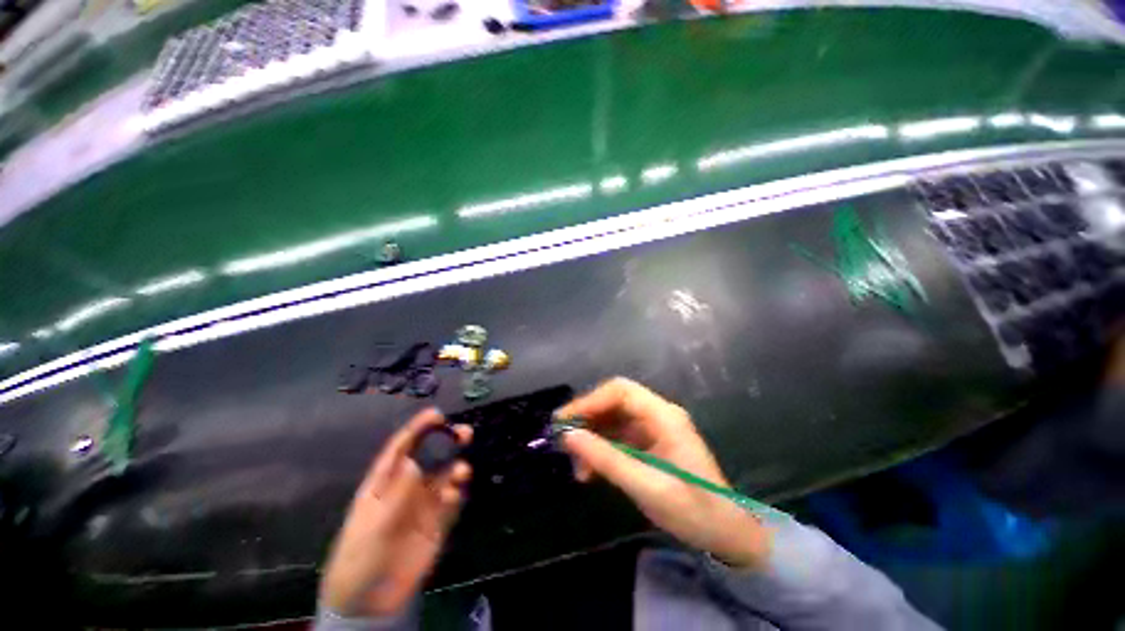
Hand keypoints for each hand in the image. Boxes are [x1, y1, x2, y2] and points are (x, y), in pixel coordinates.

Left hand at [320, 409, 471, 616]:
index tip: (437, 414)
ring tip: (462, 470)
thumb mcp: (372, 527)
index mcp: (384, 482)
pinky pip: (451, 500)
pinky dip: (456, 492)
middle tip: (465, 433)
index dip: (418, 429)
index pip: (402, 448)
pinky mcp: (438, 522)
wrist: (369, 602)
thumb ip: (395, 496)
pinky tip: (454, 494)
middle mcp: (408, 487)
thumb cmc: (358, 558)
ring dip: (456, 467)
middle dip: (448, 442)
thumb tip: (413, 462)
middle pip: (431, 456)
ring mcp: (424, 504)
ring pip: (445, 475)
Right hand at [556, 377, 771, 568]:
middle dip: (587, 418)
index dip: (589, 401)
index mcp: (664, 416)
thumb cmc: (694, 510)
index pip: (620, 391)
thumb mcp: (646, 487)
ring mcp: (654, 428)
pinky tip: (591, 470)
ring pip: (613, 419)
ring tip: (577, 466)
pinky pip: (619, 436)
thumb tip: (569, 436)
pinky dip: (602, 449)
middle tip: (564, 440)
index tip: (564, 421)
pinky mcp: (650, 443)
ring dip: (592, 437)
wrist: (728, 534)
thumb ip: (606, 459)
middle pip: (614, 401)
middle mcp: (658, 414)